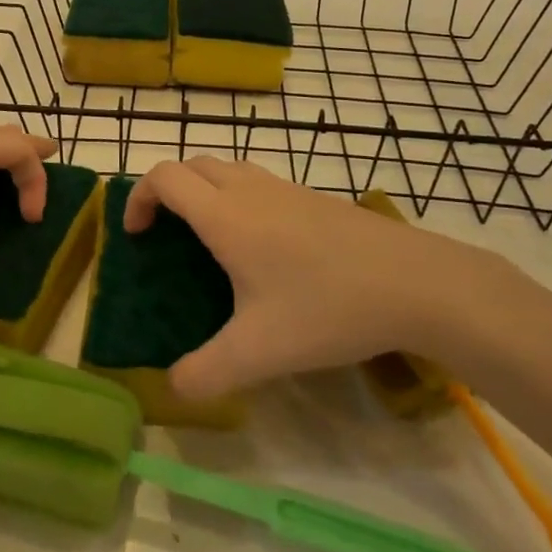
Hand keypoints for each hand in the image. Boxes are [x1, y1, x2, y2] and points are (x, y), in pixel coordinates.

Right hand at [124, 158, 498, 400]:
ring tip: (208, 239)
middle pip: (192, 165)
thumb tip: (173, 386)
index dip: (138, 198)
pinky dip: (237, 197)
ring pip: (227, 169)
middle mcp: (249, 189)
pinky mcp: (313, 197)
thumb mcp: (260, 352)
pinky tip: (261, 248)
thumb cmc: (327, 307)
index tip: (137, 235)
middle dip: (168, 191)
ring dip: (204, 190)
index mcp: (225, 215)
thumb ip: (207, 372)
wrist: (413, 281)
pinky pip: (258, 182)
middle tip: (166, 234)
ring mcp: (285, 188)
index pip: (164, 177)